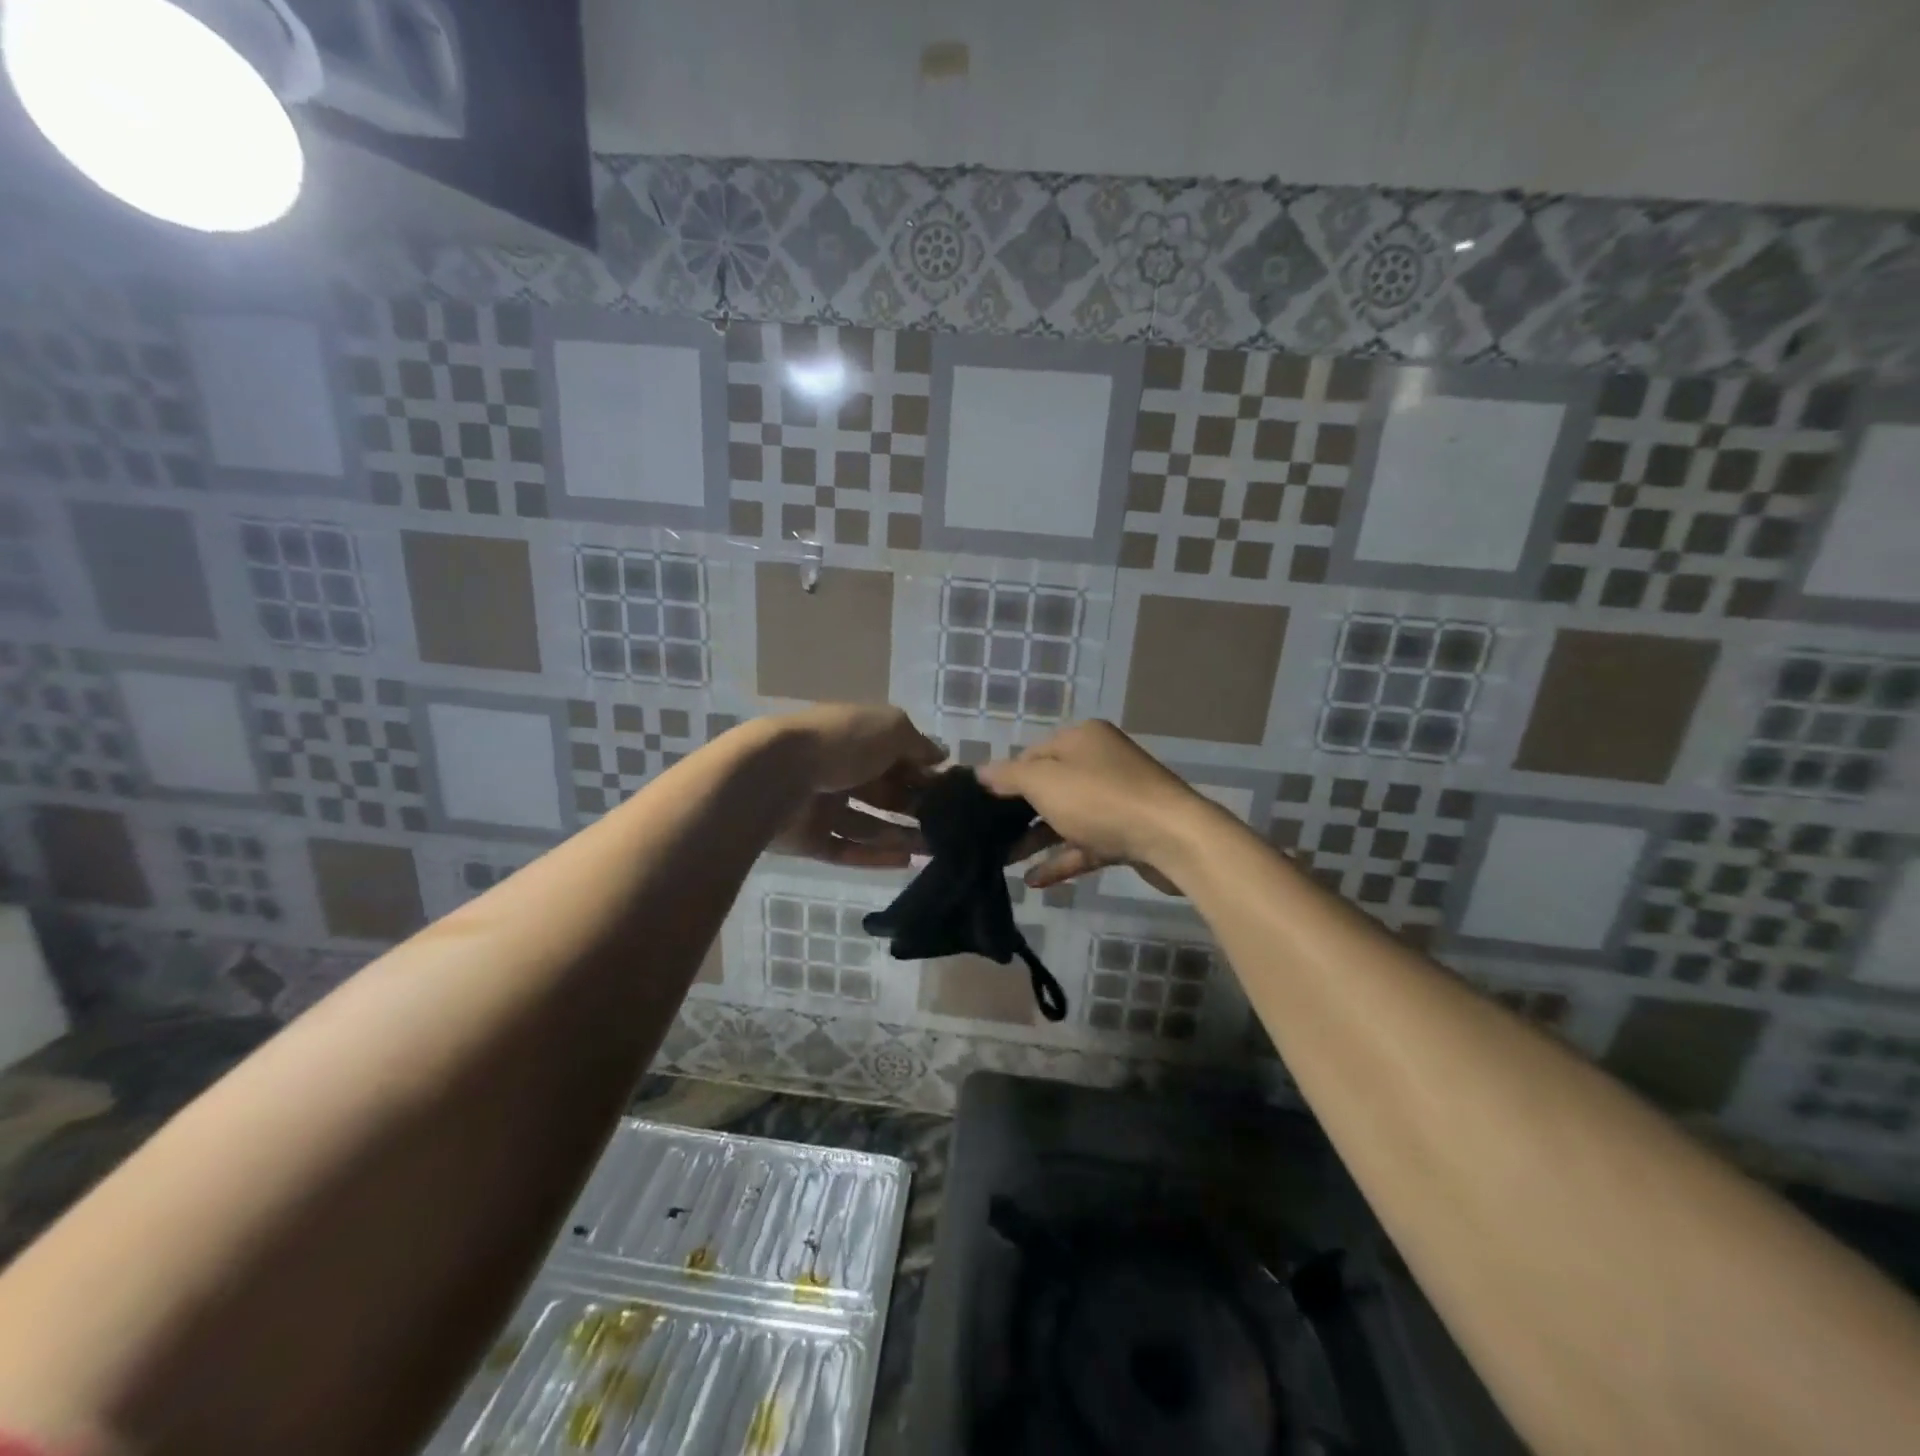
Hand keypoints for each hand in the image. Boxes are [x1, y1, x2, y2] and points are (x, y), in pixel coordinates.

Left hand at [769, 705, 942, 868]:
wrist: (776, 774)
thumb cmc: (841, 743)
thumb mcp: (890, 728)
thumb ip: (918, 744)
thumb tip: (941, 758)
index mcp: (855, 739)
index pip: (896, 757)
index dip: (923, 773)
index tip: (952, 792)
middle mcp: (839, 771)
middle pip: (884, 793)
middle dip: (915, 808)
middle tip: (948, 827)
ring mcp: (821, 807)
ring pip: (868, 825)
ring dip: (901, 836)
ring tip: (933, 849)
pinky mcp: (809, 839)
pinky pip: (846, 849)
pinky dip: (874, 856)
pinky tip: (906, 861)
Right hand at [978, 721, 1210, 891]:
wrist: (1172, 838)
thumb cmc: (1101, 799)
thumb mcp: (1045, 782)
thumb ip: (1008, 777)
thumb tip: (980, 772)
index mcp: (1081, 739)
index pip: (1032, 754)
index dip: (1005, 779)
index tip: (979, 806)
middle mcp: (1099, 762)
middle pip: (1049, 787)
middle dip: (1017, 813)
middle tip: (985, 836)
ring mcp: (1115, 799)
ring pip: (1065, 818)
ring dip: (1036, 839)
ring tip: (1002, 861)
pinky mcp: (1126, 833)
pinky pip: (1085, 844)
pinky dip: (1061, 859)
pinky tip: (1034, 881)